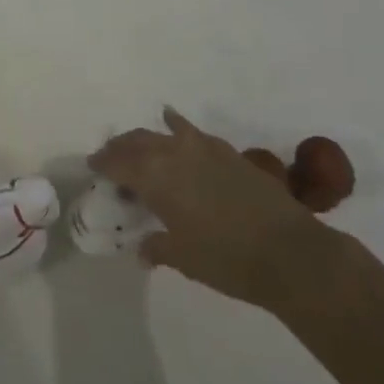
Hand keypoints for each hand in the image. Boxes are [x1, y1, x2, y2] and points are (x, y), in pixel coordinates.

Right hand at [88, 107, 339, 310]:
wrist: (290, 252)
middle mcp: (174, 153)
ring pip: (163, 133)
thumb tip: (143, 249)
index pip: (118, 163)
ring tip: (139, 147)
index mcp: (155, 178)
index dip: (103, 163)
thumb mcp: (184, 259)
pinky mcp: (228, 152)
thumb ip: (157, 247)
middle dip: (120, 148)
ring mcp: (203, 148)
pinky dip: (177, 127)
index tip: (93, 167)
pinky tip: (173, 123)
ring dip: (146, 138)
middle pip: (137, 142)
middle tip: (111, 158)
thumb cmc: (227, 260)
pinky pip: (192, 132)